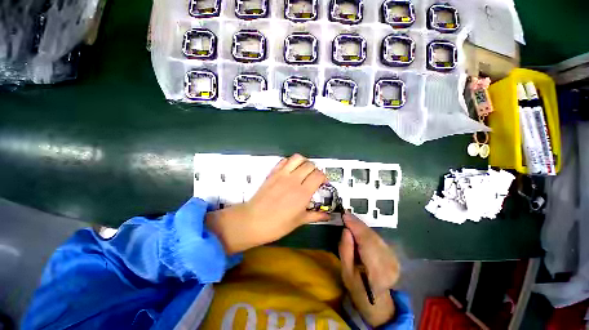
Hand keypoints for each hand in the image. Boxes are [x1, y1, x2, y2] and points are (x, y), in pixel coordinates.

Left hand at [206, 154, 329, 253]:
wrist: (253, 221)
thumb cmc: (277, 225)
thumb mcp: (299, 221)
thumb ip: (315, 216)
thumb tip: (328, 215)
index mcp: (303, 193)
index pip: (319, 175)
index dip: (323, 177)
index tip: (322, 183)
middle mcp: (294, 180)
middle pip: (310, 165)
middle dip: (315, 170)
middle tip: (313, 178)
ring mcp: (282, 174)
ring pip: (297, 158)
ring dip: (303, 162)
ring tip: (303, 170)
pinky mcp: (273, 173)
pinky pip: (284, 160)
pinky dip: (290, 162)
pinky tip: (290, 170)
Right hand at [339, 213, 400, 326]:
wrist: (377, 300)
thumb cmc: (358, 288)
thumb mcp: (346, 272)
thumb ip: (345, 250)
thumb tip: (346, 230)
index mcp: (377, 272)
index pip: (367, 242)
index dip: (356, 227)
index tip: (345, 215)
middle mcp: (389, 263)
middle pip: (372, 237)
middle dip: (358, 224)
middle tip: (346, 215)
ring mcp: (394, 259)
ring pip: (376, 236)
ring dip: (362, 227)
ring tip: (350, 220)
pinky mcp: (393, 255)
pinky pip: (378, 238)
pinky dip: (367, 231)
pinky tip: (359, 229)